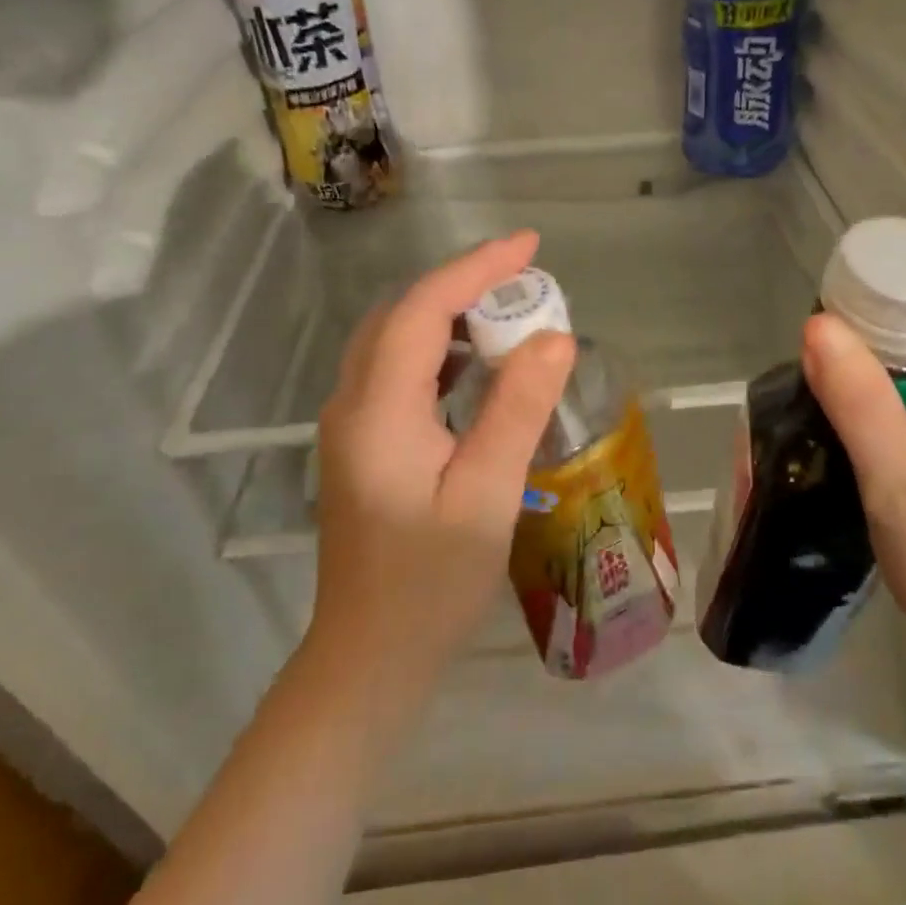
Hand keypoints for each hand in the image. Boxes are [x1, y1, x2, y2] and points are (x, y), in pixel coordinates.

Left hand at [308, 231, 575, 714]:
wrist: (370, 657)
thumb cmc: (431, 582)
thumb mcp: (487, 494)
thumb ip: (517, 410)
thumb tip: (554, 337)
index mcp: (378, 410)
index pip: (421, 310)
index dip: (475, 269)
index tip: (529, 247)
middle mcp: (352, 405)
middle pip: (400, 316)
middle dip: (462, 285)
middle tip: (525, 280)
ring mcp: (351, 426)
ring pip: (394, 343)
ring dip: (449, 316)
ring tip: (510, 314)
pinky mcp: (363, 446)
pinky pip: (397, 374)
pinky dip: (439, 352)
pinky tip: (477, 368)